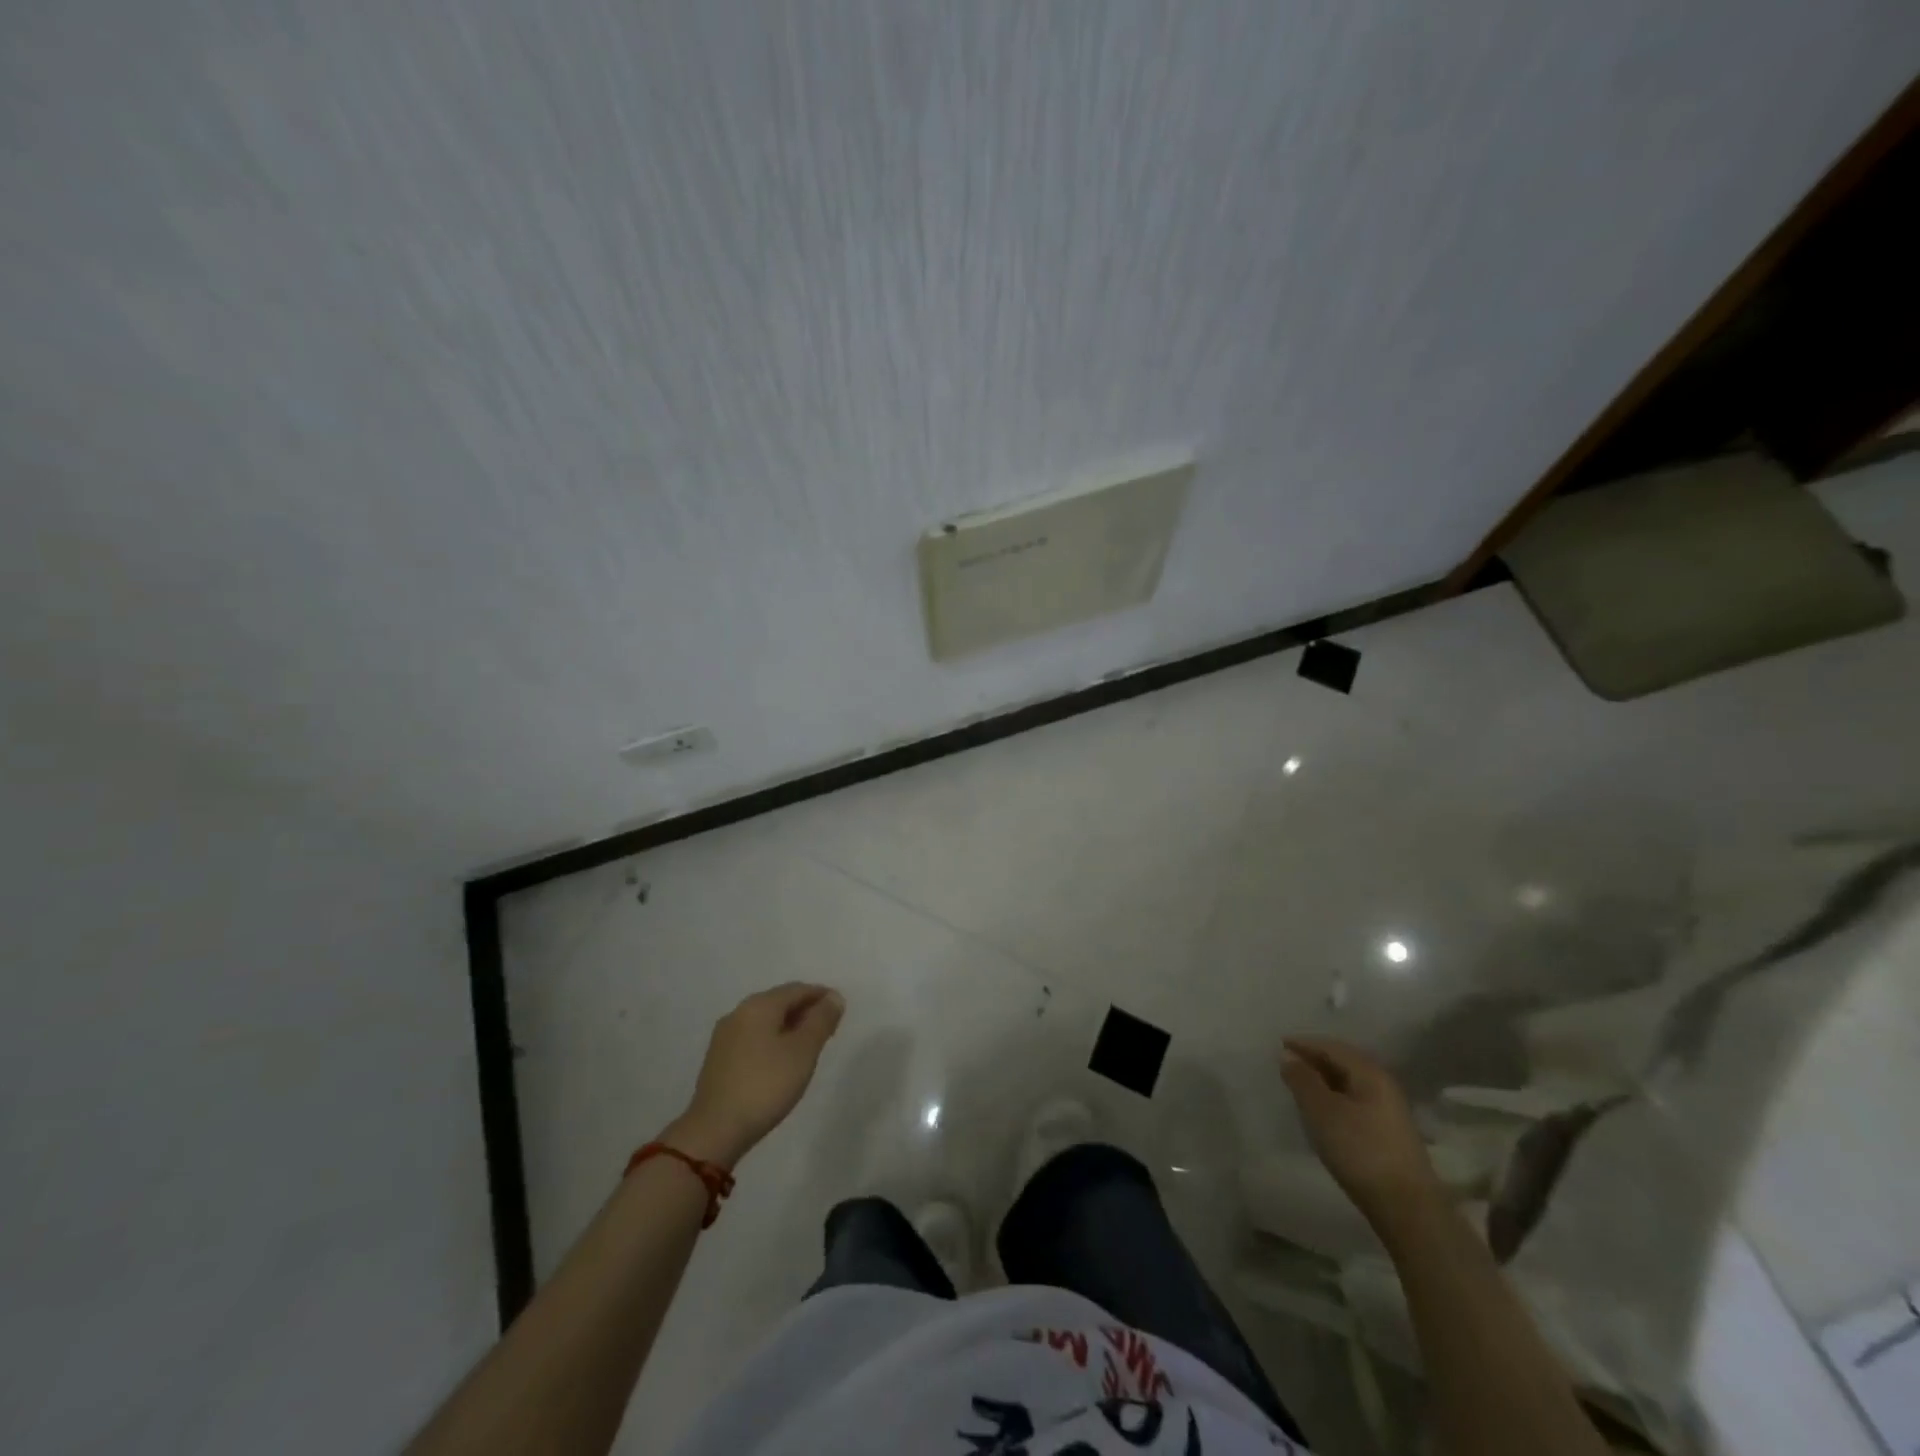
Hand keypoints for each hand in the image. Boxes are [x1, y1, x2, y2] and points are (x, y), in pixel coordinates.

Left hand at [667, 983, 845, 1168]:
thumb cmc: (766, 1085)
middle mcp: (739, 1012)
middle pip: (779, 1002)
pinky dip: (772, 1040)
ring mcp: (725, 1036)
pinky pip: (753, 1037)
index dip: (821, 996)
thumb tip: (834, 997)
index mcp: (759, 1005)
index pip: (797, 989)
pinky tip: (780, 1060)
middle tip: (827, 1029)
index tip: (839, 1010)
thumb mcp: (803, 1051)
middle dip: (805, 1010)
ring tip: (808, 1046)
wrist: (715, 1130)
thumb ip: (821, 1020)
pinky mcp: (718, 1059)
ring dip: (789, 1026)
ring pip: (765, 1020)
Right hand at [1280, 1036, 1440, 1222]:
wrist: (1407, 1207)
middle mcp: (1383, 1085)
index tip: (1279, 1043)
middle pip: (1344, 1062)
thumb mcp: (1322, 1111)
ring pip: (1350, 1083)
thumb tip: (1288, 1055)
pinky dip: (1335, 1097)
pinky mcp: (1389, 1133)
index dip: (1304, 1043)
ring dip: (1325, 1079)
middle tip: (1288, 1062)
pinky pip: (1356, 1101)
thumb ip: (1302, 1079)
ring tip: (1301, 1085)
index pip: (1332, 1047)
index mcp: (1369, 1073)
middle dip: (1315, 1059)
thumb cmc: (1359, 1150)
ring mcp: (1389, 1111)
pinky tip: (1324, 1111)